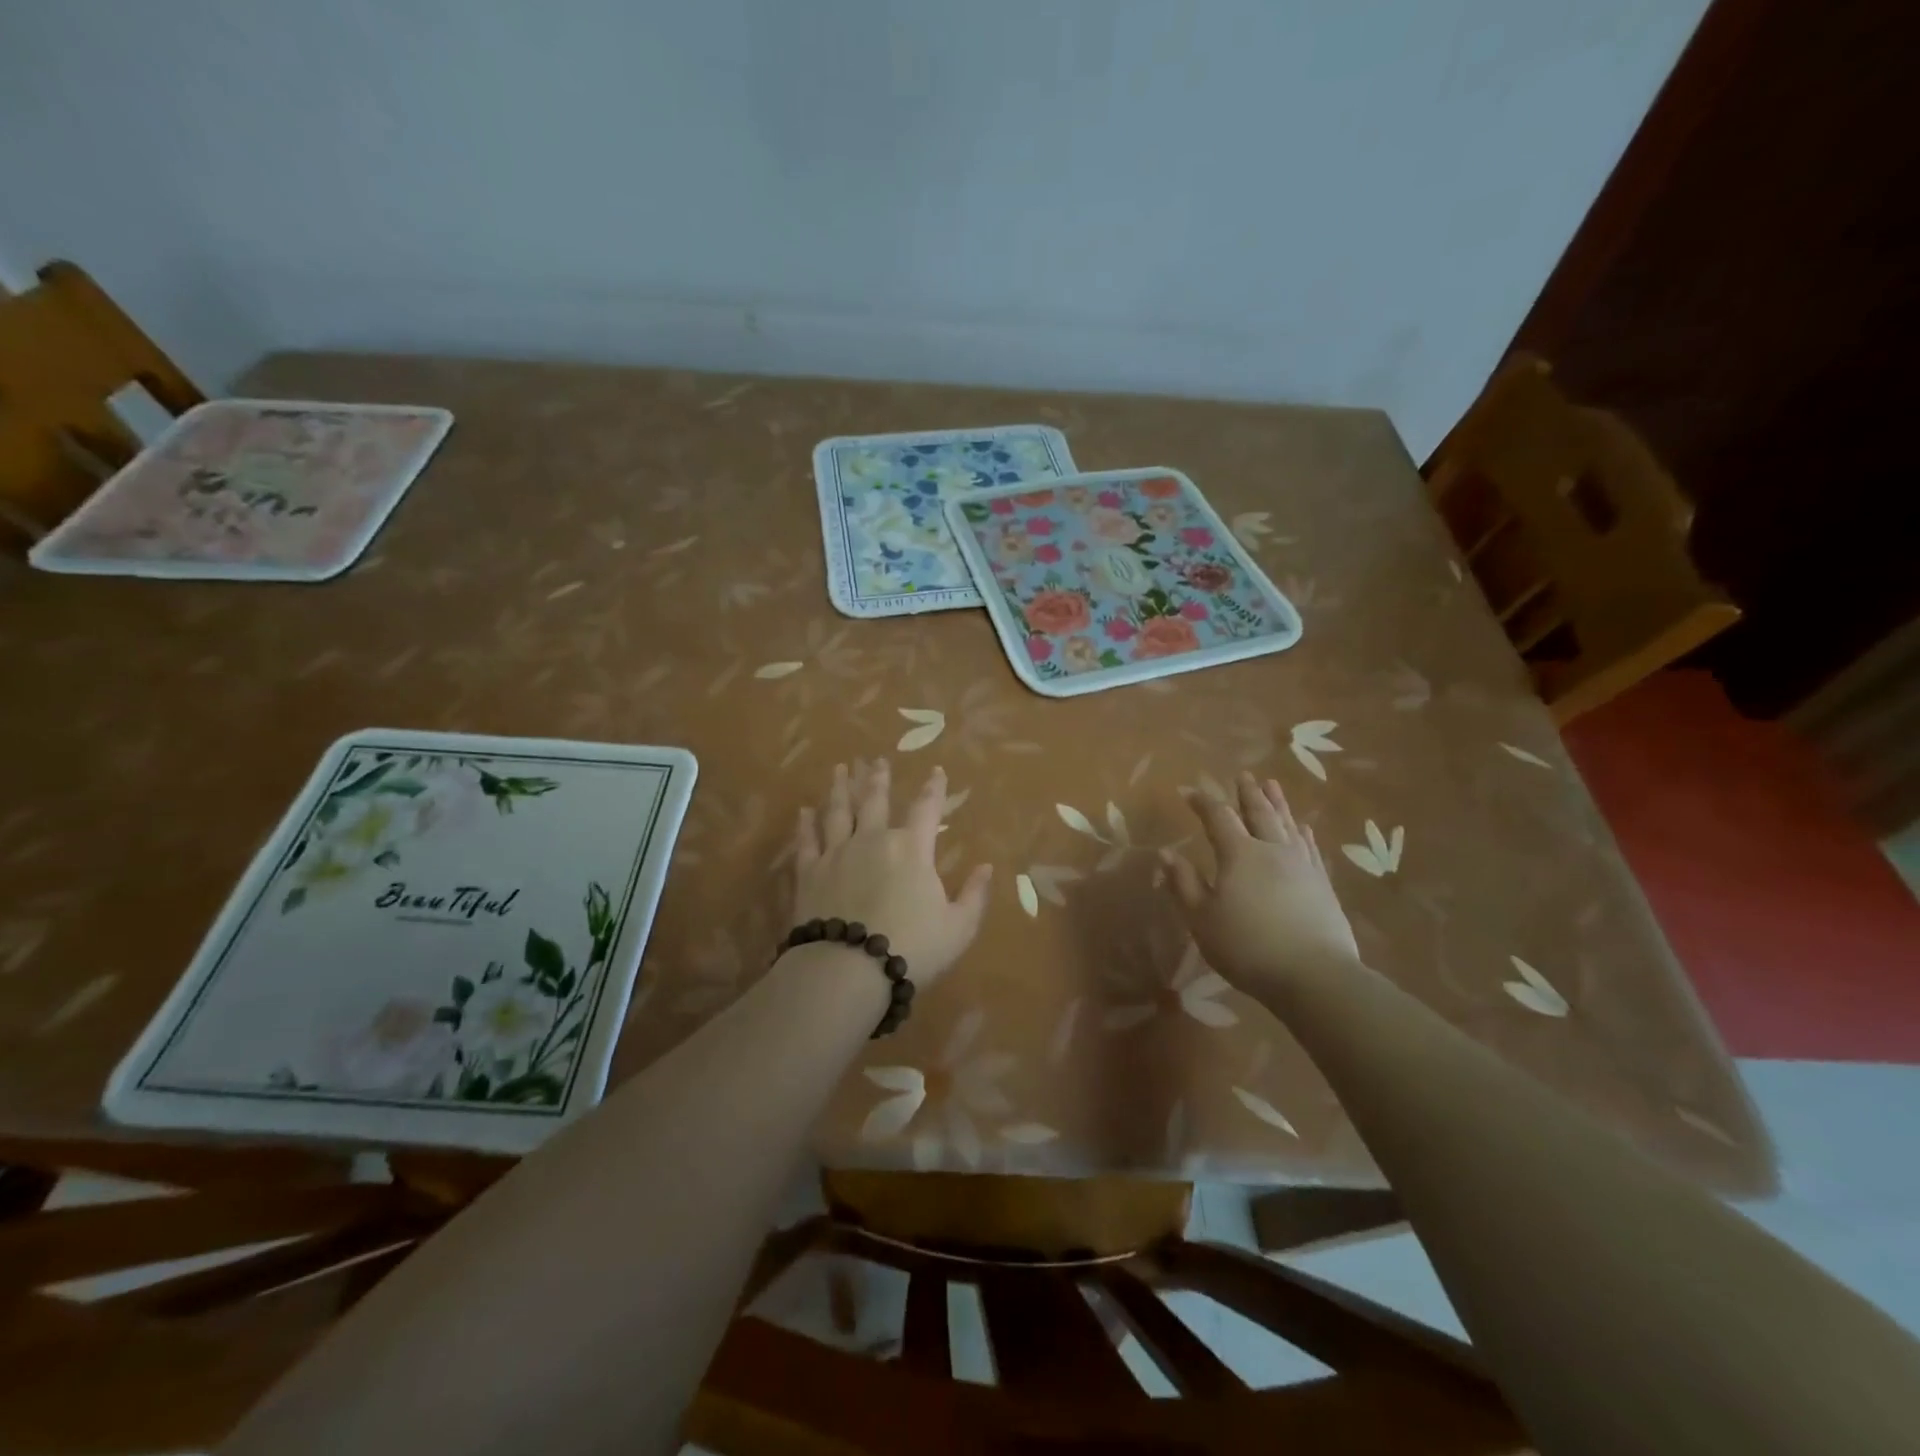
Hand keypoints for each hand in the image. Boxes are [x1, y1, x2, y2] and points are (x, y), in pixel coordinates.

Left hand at [790, 759, 992, 987]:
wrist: (849, 969)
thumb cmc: (913, 948)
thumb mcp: (958, 928)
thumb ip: (974, 895)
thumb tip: (987, 867)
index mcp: (912, 849)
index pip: (927, 808)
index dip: (934, 788)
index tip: (936, 770)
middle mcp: (873, 840)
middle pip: (876, 801)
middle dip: (879, 778)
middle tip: (876, 760)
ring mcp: (837, 853)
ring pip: (838, 812)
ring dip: (840, 788)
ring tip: (840, 769)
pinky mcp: (810, 873)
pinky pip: (807, 841)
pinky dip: (806, 824)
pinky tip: (804, 811)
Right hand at [1163, 770, 1360, 1000]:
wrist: (1315, 975)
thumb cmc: (1247, 947)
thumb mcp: (1202, 919)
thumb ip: (1184, 884)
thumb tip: (1166, 853)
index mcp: (1239, 854)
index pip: (1218, 818)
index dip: (1203, 803)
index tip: (1190, 792)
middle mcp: (1272, 850)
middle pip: (1259, 813)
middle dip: (1248, 793)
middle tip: (1243, 775)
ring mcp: (1302, 865)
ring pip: (1287, 824)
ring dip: (1277, 803)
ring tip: (1272, 785)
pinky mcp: (1322, 884)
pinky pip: (1310, 847)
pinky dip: (1303, 832)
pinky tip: (1303, 827)